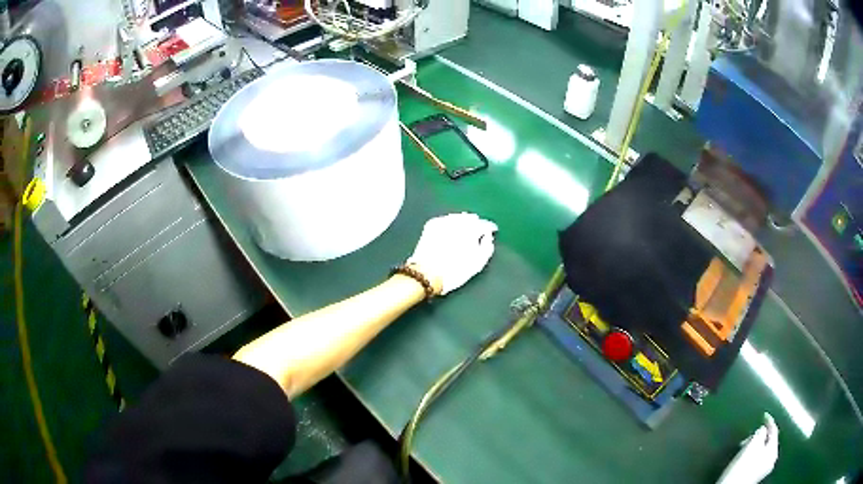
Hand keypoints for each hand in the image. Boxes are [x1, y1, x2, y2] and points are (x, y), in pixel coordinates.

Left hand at [407, 213, 497, 295]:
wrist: (427, 274)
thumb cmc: (455, 271)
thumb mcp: (478, 263)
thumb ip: (487, 247)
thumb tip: (488, 236)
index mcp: (471, 230)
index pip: (485, 224)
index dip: (489, 227)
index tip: (492, 231)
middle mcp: (457, 221)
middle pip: (471, 218)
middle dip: (476, 224)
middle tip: (477, 232)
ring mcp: (443, 221)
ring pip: (458, 217)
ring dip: (463, 222)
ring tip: (465, 231)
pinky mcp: (431, 224)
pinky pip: (446, 220)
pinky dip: (451, 223)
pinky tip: (451, 231)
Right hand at [717, 413, 779, 483]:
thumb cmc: (743, 465)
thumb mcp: (753, 444)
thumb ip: (761, 432)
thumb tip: (762, 429)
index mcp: (774, 450)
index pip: (774, 430)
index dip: (769, 421)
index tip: (764, 414)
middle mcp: (771, 459)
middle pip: (768, 441)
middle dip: (760, 436)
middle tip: (750, 434)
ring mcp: (763, 469)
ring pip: (762, 450)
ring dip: (755, 445)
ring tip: (745, 446)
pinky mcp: (754, 476)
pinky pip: (757, 459)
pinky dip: (752, 454)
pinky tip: (744, 457)